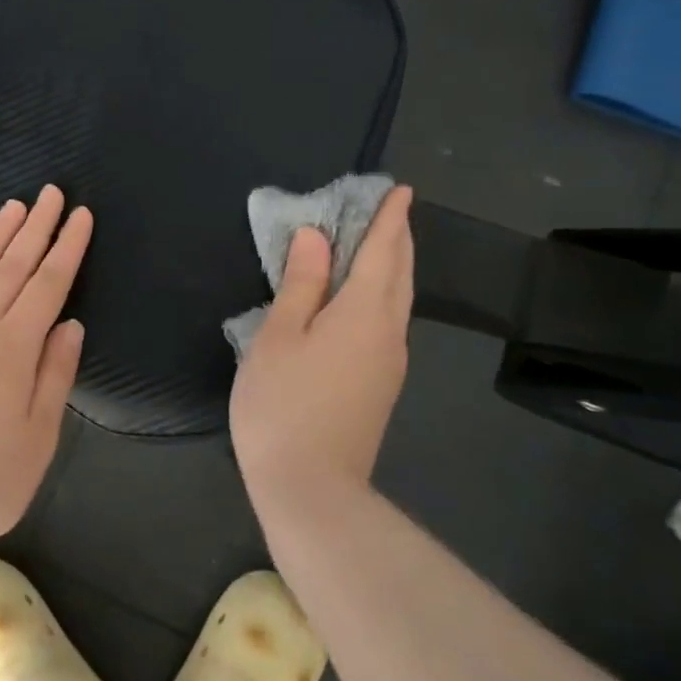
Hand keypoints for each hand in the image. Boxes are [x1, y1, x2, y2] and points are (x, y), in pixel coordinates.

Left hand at [0, 186, 91, 552]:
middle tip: (49, 193)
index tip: (80, 216)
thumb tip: (69, 325)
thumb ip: (54, 374)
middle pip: (10, 268)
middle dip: (34, 227)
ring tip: (11, 208)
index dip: (67, 248)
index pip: (47, 285)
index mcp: (12, 349)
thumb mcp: (38, 436)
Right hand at [230, 185, 414, 518]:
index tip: (401, 191)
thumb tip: (314, 237)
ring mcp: (389, 363)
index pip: (382, 252)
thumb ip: (300, 283)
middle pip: (399, 275)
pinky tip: (364, 298)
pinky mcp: (380, 385)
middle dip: (398, 239)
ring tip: (379, 245)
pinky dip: (382, 294)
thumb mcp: (279, 336)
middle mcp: (388, 333)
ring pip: (398, 300)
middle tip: (392, 211)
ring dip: (392, 266)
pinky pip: (388, 321)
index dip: (389, 219)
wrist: (312, 489)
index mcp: (363, 313)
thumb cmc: (283, 404)